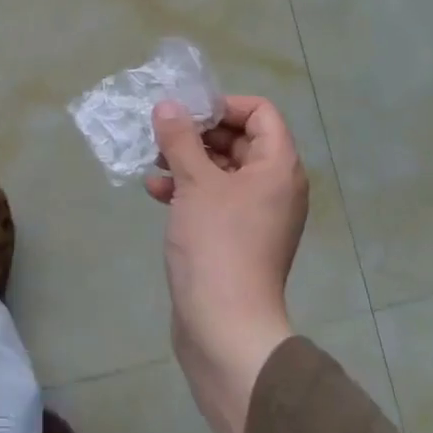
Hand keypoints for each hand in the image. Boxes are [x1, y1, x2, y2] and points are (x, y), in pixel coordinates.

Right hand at [147, 96, 307, 432]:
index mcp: (277, 167)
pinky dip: (188, 189)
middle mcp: (274, 186)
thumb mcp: (195, 183)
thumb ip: (180, 138)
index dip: (224, 106)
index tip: (188, 113)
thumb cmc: (217, 244)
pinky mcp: (236, 237)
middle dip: (198, 133)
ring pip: (222, 169)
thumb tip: (168, 105)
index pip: (261, 113)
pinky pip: (214, 198)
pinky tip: (156, 191)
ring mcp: (256, 214)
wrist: (225, 328)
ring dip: (187, 160)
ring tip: (154, 161)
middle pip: (239, 139)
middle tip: (163, 133)